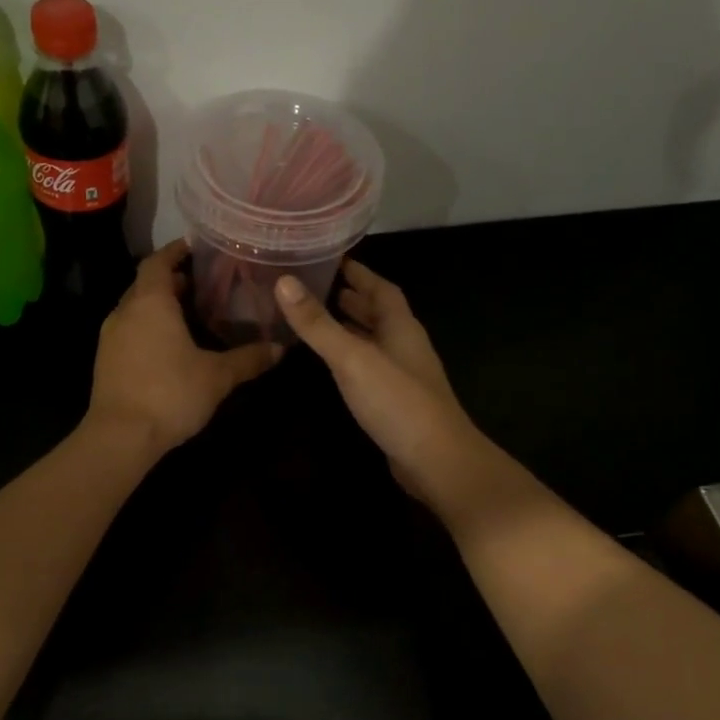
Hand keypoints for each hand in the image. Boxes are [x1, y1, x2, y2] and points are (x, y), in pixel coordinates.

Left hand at [88, 240, 279, 453]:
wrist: (120, 437)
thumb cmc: (170, 393)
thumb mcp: (217, 376)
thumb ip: (248, 359)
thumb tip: (281, 348)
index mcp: (150, 302)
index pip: (158, 262)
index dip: (176, 251)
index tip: (197, 247)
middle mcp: (125, 311)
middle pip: (147, 284)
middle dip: (173, 280)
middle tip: (205, 284)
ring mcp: (110, 337)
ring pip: (136, 309)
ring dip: (160, 306)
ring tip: (191, 314)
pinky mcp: (105, 360)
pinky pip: (130, 331)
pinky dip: (149, 328)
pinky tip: (170, 346)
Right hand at [274, 259, 483, 508]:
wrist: (436, 462)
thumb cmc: (398, 402)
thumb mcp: (352, 358)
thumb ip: (318, 324)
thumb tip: (283, 281)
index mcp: (400, 326)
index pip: (381, 288)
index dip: (359, 272)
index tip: (331, 258)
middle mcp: (404, 345)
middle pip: (378, 312)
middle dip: (351, 297)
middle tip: (314, 286)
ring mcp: (402, 374)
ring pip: (373, 339)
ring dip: (350, 326)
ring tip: (316, 318)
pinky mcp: (395, 400)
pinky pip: (369, 366)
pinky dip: (350, 356)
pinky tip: (332, 363)